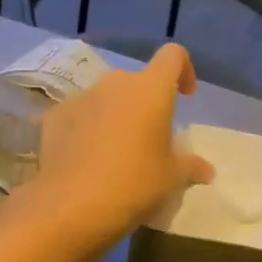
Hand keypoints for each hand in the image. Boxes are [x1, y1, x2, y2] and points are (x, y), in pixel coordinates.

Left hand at [23, 44, 213, 247]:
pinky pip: (78, 115)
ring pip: (105, 98)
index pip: (173, 56)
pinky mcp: (54, 116)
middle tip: (149, 139)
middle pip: (137, 81)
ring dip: (115, 116)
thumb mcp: (171, 179)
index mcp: (150, 89)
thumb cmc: (133, 184)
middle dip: (145, 103)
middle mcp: (114, 83)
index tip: (185, 96)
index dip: (184, 70)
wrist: (71, 205)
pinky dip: (86, 129)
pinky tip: (86, 160)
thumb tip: (207, 170)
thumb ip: (191, 167)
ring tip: (115, 152)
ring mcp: (80, 97)